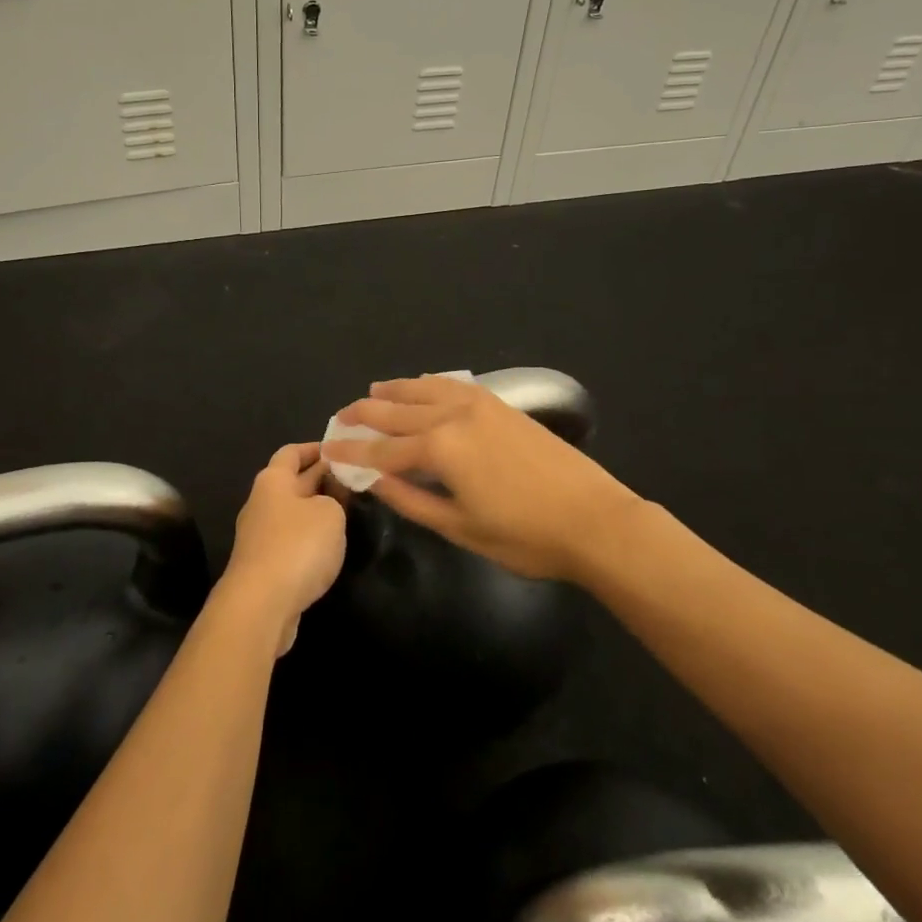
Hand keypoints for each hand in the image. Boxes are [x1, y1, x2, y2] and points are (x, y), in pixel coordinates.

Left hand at [220, 442, 346, 654]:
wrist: (261, 605)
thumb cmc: (297, 546)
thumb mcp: (330, 513)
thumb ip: (334, 498)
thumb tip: (326, 500)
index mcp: (273, 480)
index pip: (292, 452)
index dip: (315, 448)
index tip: (339, 449)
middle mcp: (261, 503)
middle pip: (292, 482)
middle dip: (320, 478)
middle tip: (351, 478)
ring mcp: (259, 536)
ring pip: (292, 513)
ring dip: (316, 509)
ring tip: (347, 511)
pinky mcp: (264, 566)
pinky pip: (290, 540)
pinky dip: (309, 537)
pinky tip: (329, 545)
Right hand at [323, 376, 648, 581]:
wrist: (594, 519)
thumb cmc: (524, 536)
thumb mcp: (459, 528)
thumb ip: (411, 500)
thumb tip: (373, 481)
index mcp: (439, 449)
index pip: (382, 449)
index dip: (352, 451)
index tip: (327, 449)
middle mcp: (453, 416)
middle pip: (398, 411)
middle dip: (365, 414)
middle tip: (341, 418)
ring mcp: (480, 405)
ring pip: (425, 390)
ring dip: (395, 391)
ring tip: (373, 391)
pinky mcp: (502, 405)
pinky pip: (454, 386)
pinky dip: (430, 385)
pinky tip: (423, 386)